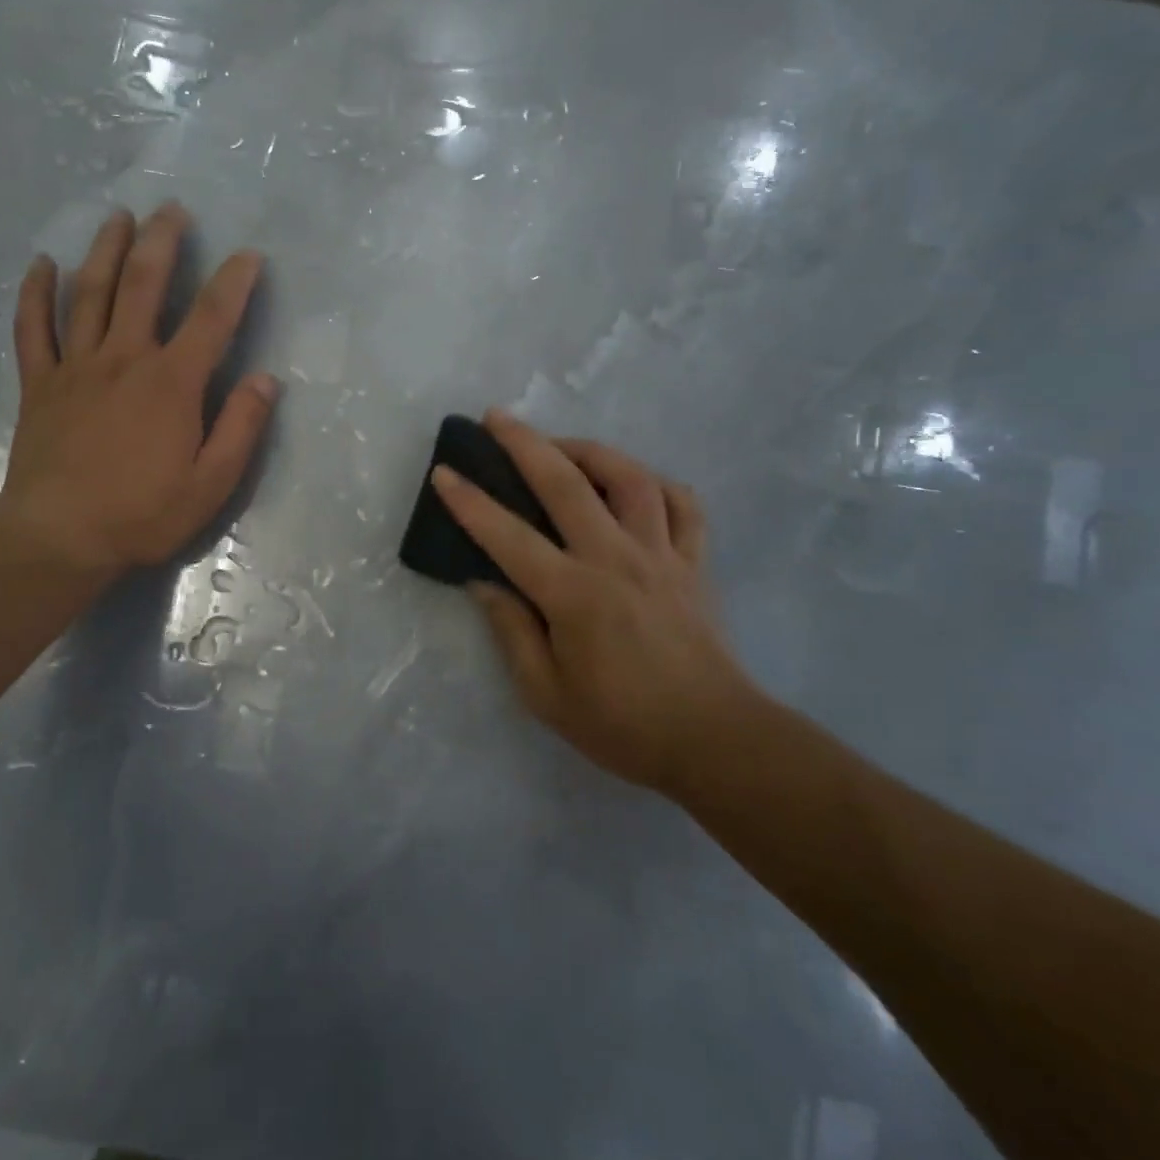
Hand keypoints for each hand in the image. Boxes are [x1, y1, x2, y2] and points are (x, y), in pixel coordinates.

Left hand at [0, 202, 278, 577]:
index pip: (211, 318)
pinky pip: (33, 328)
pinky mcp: (40, 384)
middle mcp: (124, 359)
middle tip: (172, 209)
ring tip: (118, 217)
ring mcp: (76, 367)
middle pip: (143, 285)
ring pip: (90, 293)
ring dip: (105, 250)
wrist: (60, 536)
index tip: (249, 255)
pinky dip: (36, 292)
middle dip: (162, 242)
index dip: (234, 282)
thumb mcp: (211, 483)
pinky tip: (42, 264)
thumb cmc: (143, 514)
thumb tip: (266, 380)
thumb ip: (241, 428)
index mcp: (172, 383)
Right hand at [432, 410, 764, 791]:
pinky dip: (657, 483)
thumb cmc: (621, 725)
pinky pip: (683, 505)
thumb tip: (483, 583)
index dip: (470, 502)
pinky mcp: (695, 562)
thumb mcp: (546, 694)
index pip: (509, 536)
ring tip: (562, 446)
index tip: (445, 472)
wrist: (714, 741)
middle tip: (496, 418)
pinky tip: (634, 484)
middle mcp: (616, 559)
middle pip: (567, 484)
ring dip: (590, 450)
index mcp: (574, 595)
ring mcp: (662, 555)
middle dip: (525, 444)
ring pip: (630, 478)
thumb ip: (511, 632)